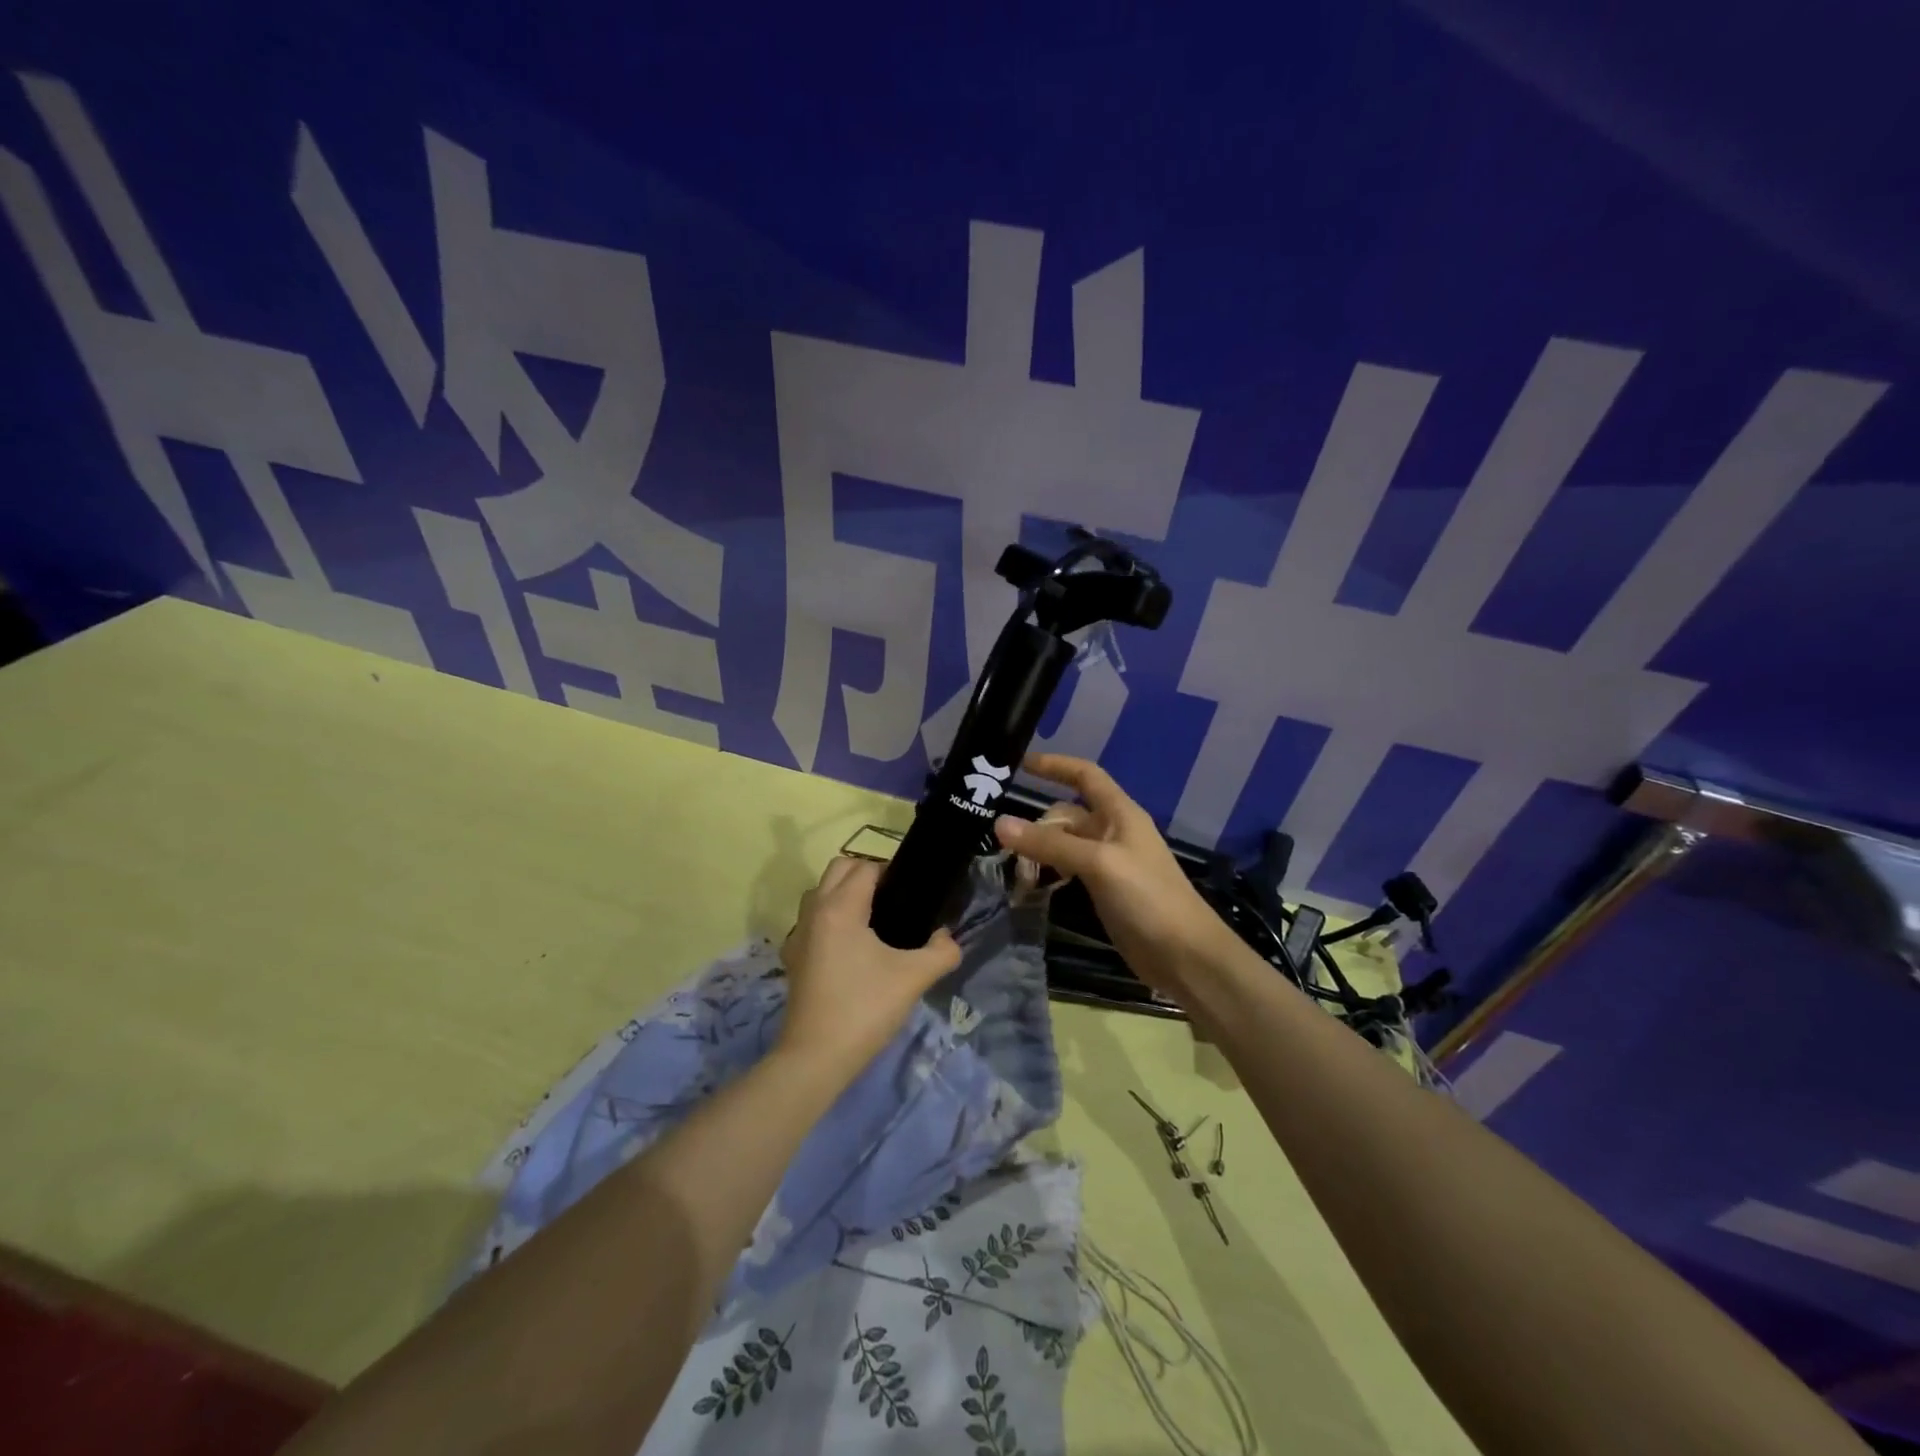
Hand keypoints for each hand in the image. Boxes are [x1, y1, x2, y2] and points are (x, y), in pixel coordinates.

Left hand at [778, 857, 962, 1071]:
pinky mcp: (793, 957)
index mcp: (840, 908)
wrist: (816, 1058)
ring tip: (874, 921)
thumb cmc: (865, 1009)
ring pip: (820, 893)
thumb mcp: (914, 978)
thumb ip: (941, 951)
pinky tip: (851, 948)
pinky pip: (813, 921)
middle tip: (894, 900)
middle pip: (838, 869)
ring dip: (844, 894)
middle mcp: (814, 911)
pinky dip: (830, 919)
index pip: (865, 867)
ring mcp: (798, 935)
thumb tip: (947, 938)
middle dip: (865, 874)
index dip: (891, 872)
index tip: (912, 893)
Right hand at [993, 753, 1233, 997]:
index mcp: (1120, 813)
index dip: (1055, 766)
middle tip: (1002, 843)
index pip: (1085, 775)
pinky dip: (1049, 873)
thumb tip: (999, 823)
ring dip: (1039, 851)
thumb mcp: (1098, 863)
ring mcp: (1109, 863)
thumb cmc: (1147, 897)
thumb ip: (1050, 843)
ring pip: (1064, 844)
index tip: (1020, 764)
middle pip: (1067, 814)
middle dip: (1037, 824)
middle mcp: (1113, 831)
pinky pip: (1068, 870)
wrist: (1184, 955)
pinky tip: (1030, 887)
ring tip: (1011, 869)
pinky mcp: (1104, 890)